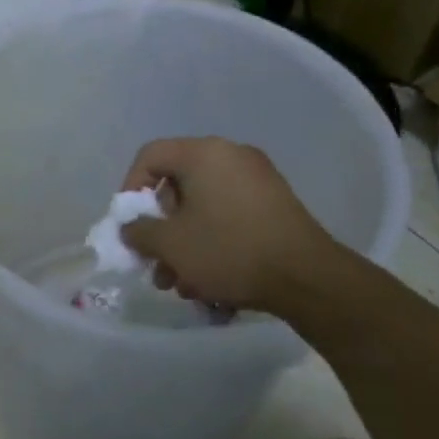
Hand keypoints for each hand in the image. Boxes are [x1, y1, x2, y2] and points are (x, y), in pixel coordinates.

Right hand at [120, 137, 343, 316]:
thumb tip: (130, 227)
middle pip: (177, 186)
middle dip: (161, 229)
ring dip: (185, 245)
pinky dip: (213, 243)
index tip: (130, 224)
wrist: (308, 278)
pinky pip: (229, 217)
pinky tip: (211, 282)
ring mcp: (258, 181)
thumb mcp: (170, 245)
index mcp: (204, 153)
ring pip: (203, 208)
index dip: (130, 188)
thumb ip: (138, 231)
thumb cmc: (229, 250)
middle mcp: (231, 156)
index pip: (150, 156)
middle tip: (155, 263)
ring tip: (182, 285)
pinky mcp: (276, 206)